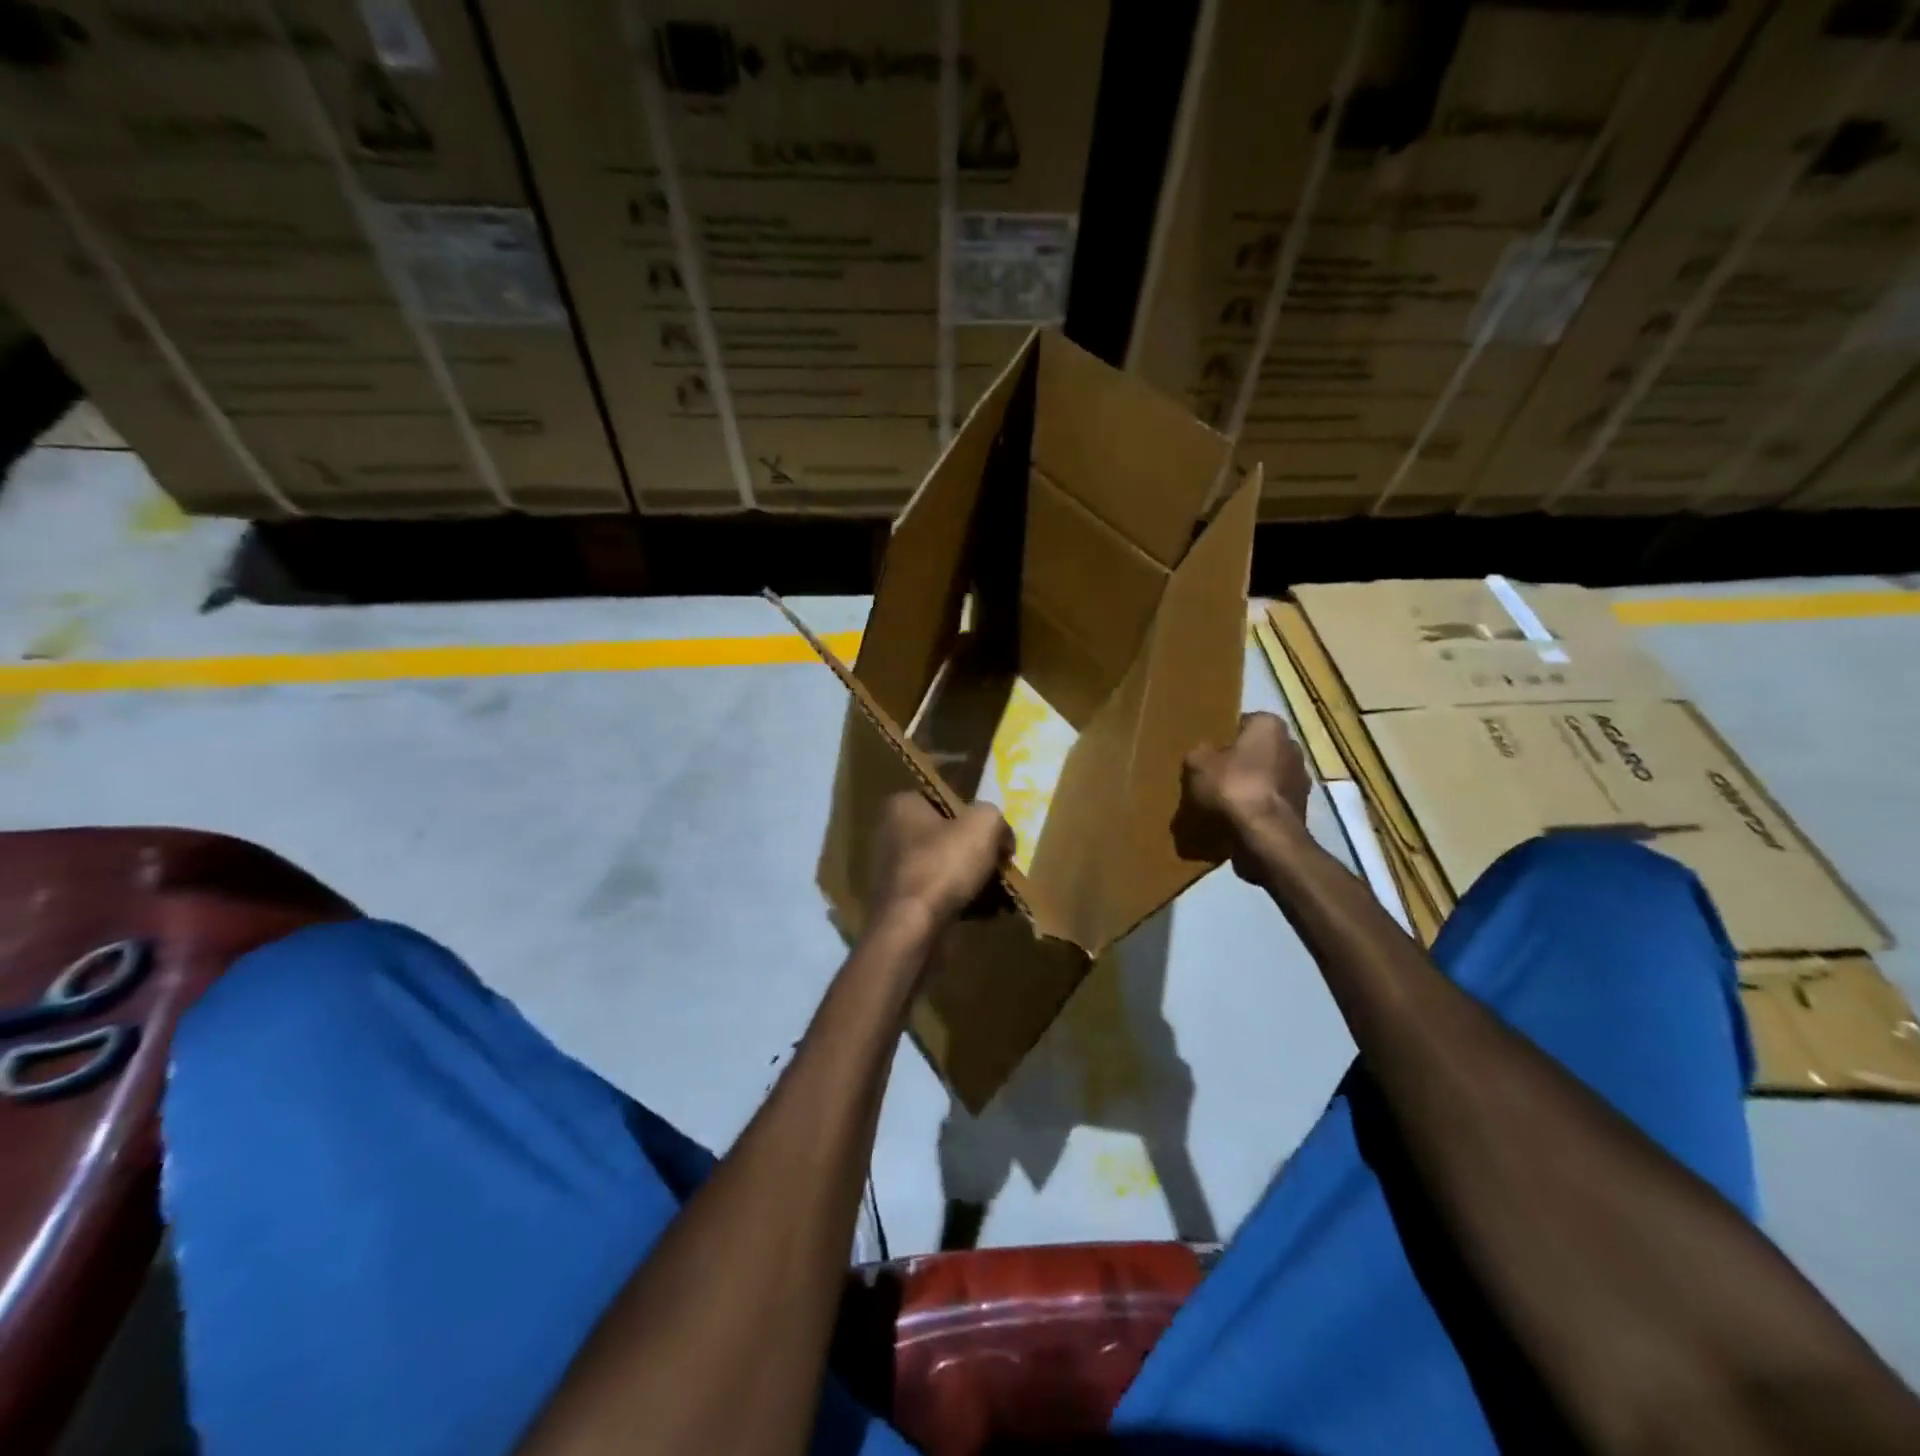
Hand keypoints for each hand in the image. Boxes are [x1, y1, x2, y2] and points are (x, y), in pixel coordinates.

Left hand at [868, 793, 1012, 927]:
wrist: (913, 929)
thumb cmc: (943, 864)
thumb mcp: (983, 825)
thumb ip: (995, 819)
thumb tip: (1002, 836)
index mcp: (901, 807)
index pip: (941, 799)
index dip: (970, 812)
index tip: (992, 830)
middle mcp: (890, 836)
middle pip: (944, 836)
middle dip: (973, 850)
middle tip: (1000, 860)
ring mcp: (893, 873)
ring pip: (944, 869)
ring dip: (970, 879)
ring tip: (999, 889)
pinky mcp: (901, 906)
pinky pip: (939, 897)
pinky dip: (961, 902)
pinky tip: (986, 911)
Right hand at [1176, 712, 1311, 880]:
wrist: (1265, 835)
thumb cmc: (1232, 787)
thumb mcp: (1197, 763)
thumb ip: (1199, 752)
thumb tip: (1204, 755)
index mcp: (1270, 726)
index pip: (1244, 722)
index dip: (1224, 737)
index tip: (1209, 753)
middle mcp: (1293, 747)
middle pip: (1257, 751)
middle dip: (1240, 761)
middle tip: (1213, 776)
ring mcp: (1301, 780)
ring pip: (1266, 777)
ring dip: (1250, 786)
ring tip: (1223, 802)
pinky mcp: (1301, 809)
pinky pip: (1271, 802)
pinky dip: (1257, 808)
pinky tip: (1237, 819)